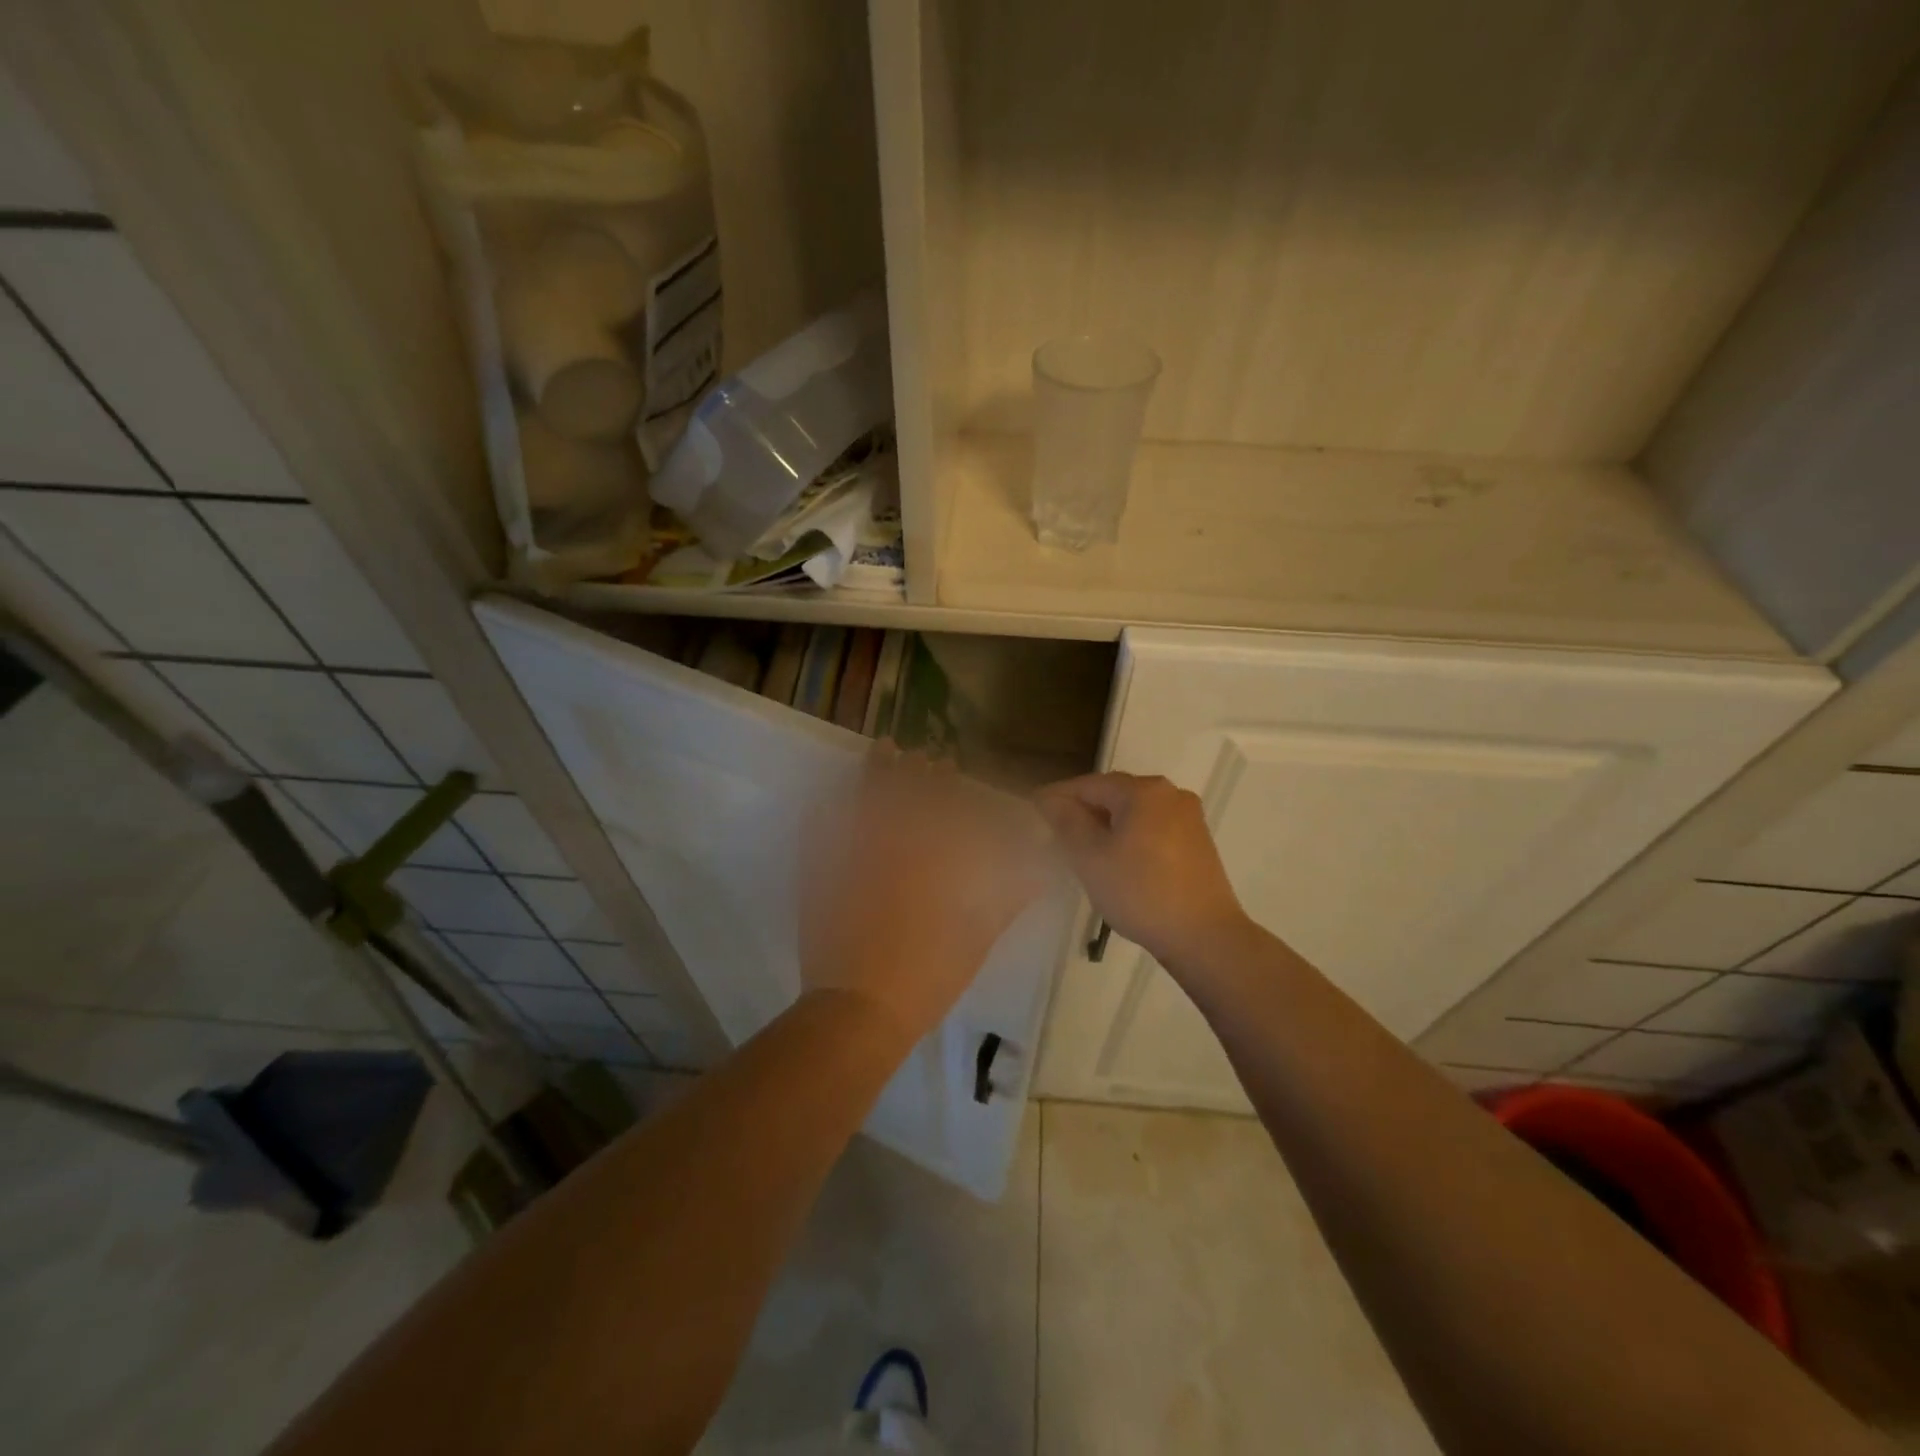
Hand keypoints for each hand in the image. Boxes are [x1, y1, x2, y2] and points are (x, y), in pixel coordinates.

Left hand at [799, 744, 1050, 1046]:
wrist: (861, 1010)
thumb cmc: (927, 977)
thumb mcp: (976, 940)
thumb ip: (1006, 901)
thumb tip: (1037, 873)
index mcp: (928, 865)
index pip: (938, 810)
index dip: (944, 785)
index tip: (948, 766)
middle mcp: (889, 851)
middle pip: (902, 797)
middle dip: (912, 772)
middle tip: (919, 754)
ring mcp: (851, 861)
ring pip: (863, 803)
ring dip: (874, 773)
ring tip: (882, 748)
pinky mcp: (821, 877)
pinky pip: (819, 832)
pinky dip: (824, 809)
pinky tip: (830, 793)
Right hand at [1034, 772, 1249, 967]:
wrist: (1204, 936)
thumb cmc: (1140, 892)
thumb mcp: (1090, 857)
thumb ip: (1066, 821)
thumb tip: (1050, 799)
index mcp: (1144, 790)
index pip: (1089, 784)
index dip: (1058, 796)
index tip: (1034, 811)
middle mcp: (1170, 793)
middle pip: (1114, 794)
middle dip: (1084, 810)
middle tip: (1055, 832)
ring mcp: (1189, 817)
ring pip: (1134, 812)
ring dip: (1107, 825)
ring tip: (1083, 849)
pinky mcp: (1198, 842)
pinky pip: (1153, 828)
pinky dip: (1130, 836)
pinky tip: (1118, 861)